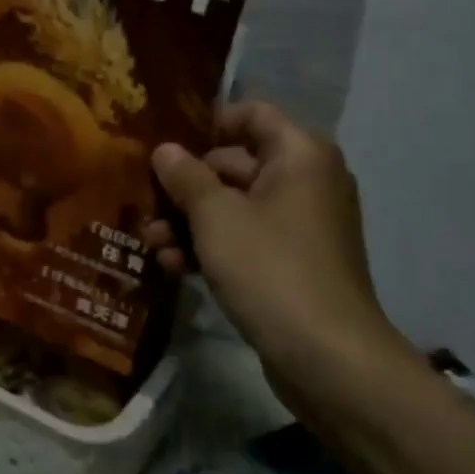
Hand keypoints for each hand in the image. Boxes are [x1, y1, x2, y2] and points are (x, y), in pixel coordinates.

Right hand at [143, 101, 408, 388]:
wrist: (328, 358)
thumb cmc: (270, 267)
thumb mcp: (216, 217)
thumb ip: (185, 177)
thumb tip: (164, 150)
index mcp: (299, 155)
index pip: (252, 115)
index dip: (208, 124)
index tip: (168, 146)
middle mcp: (306, 181)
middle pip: (236, 164)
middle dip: (186, 187)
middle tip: (146, 205)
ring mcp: (301, 226)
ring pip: (236, 207)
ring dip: (191, 222)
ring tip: (151, 244)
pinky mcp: (293, 264)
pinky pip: (247, 240)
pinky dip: (213, 248)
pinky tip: (173, 268)